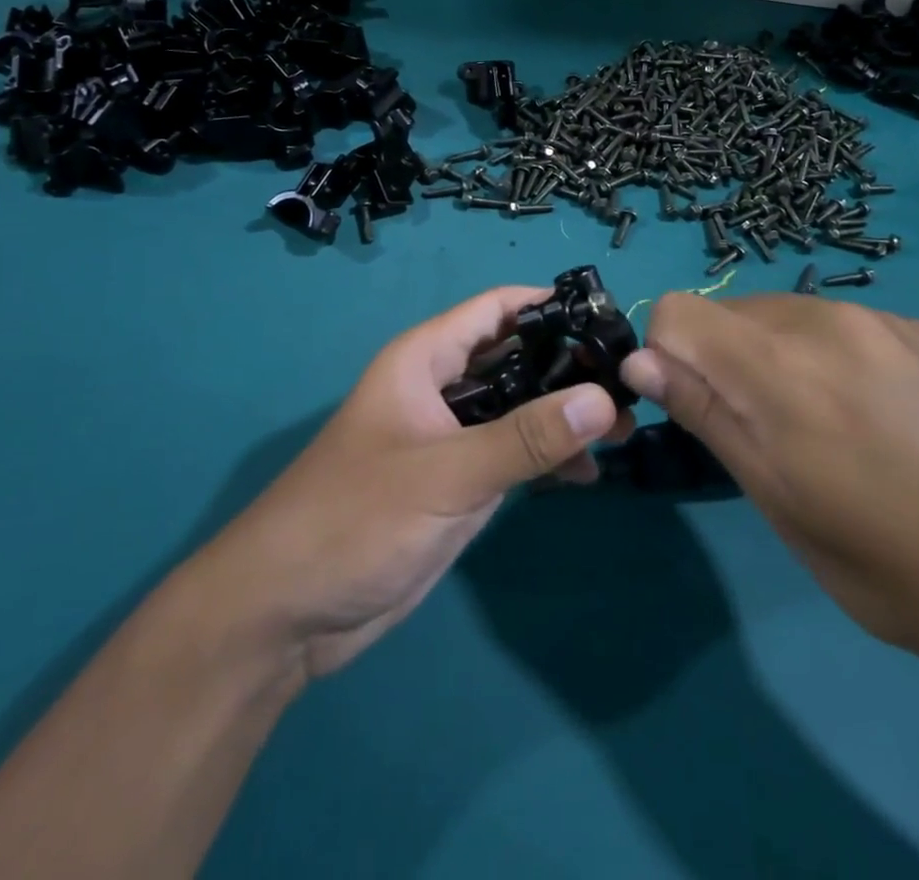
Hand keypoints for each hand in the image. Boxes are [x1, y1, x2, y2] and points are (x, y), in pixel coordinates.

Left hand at [205, 287, 632, 678]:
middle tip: (632, 382)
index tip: (610, 318)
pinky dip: (548, 459)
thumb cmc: (354, 519)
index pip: (495, 310)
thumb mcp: (444, 474)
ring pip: (518, 410)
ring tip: (627, 430)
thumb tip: (604, 398)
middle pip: (514, 359)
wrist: (286, 613)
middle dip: (568, 367)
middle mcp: (440, 390)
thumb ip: (524, 438)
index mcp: (424, 360)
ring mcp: (449, 440)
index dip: (549, 305)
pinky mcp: (456, 486)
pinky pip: (512, 457)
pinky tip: (589, 474)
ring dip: (564, 416)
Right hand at [620, 294, 918, 674]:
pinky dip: (828, 356)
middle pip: (729, 311)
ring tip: (827, 428)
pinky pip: (841, 323)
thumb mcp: (780, 501)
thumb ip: (708, 416)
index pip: (677, 310)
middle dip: (721, 359)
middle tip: (764, 434)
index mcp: (778, 365)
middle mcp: (824, 319)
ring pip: (784, 314)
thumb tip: (639, 363)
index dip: (668, 356)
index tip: (697, 410)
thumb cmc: (894, 565)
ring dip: (775, 357)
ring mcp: (880, 319)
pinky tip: (881, 417)